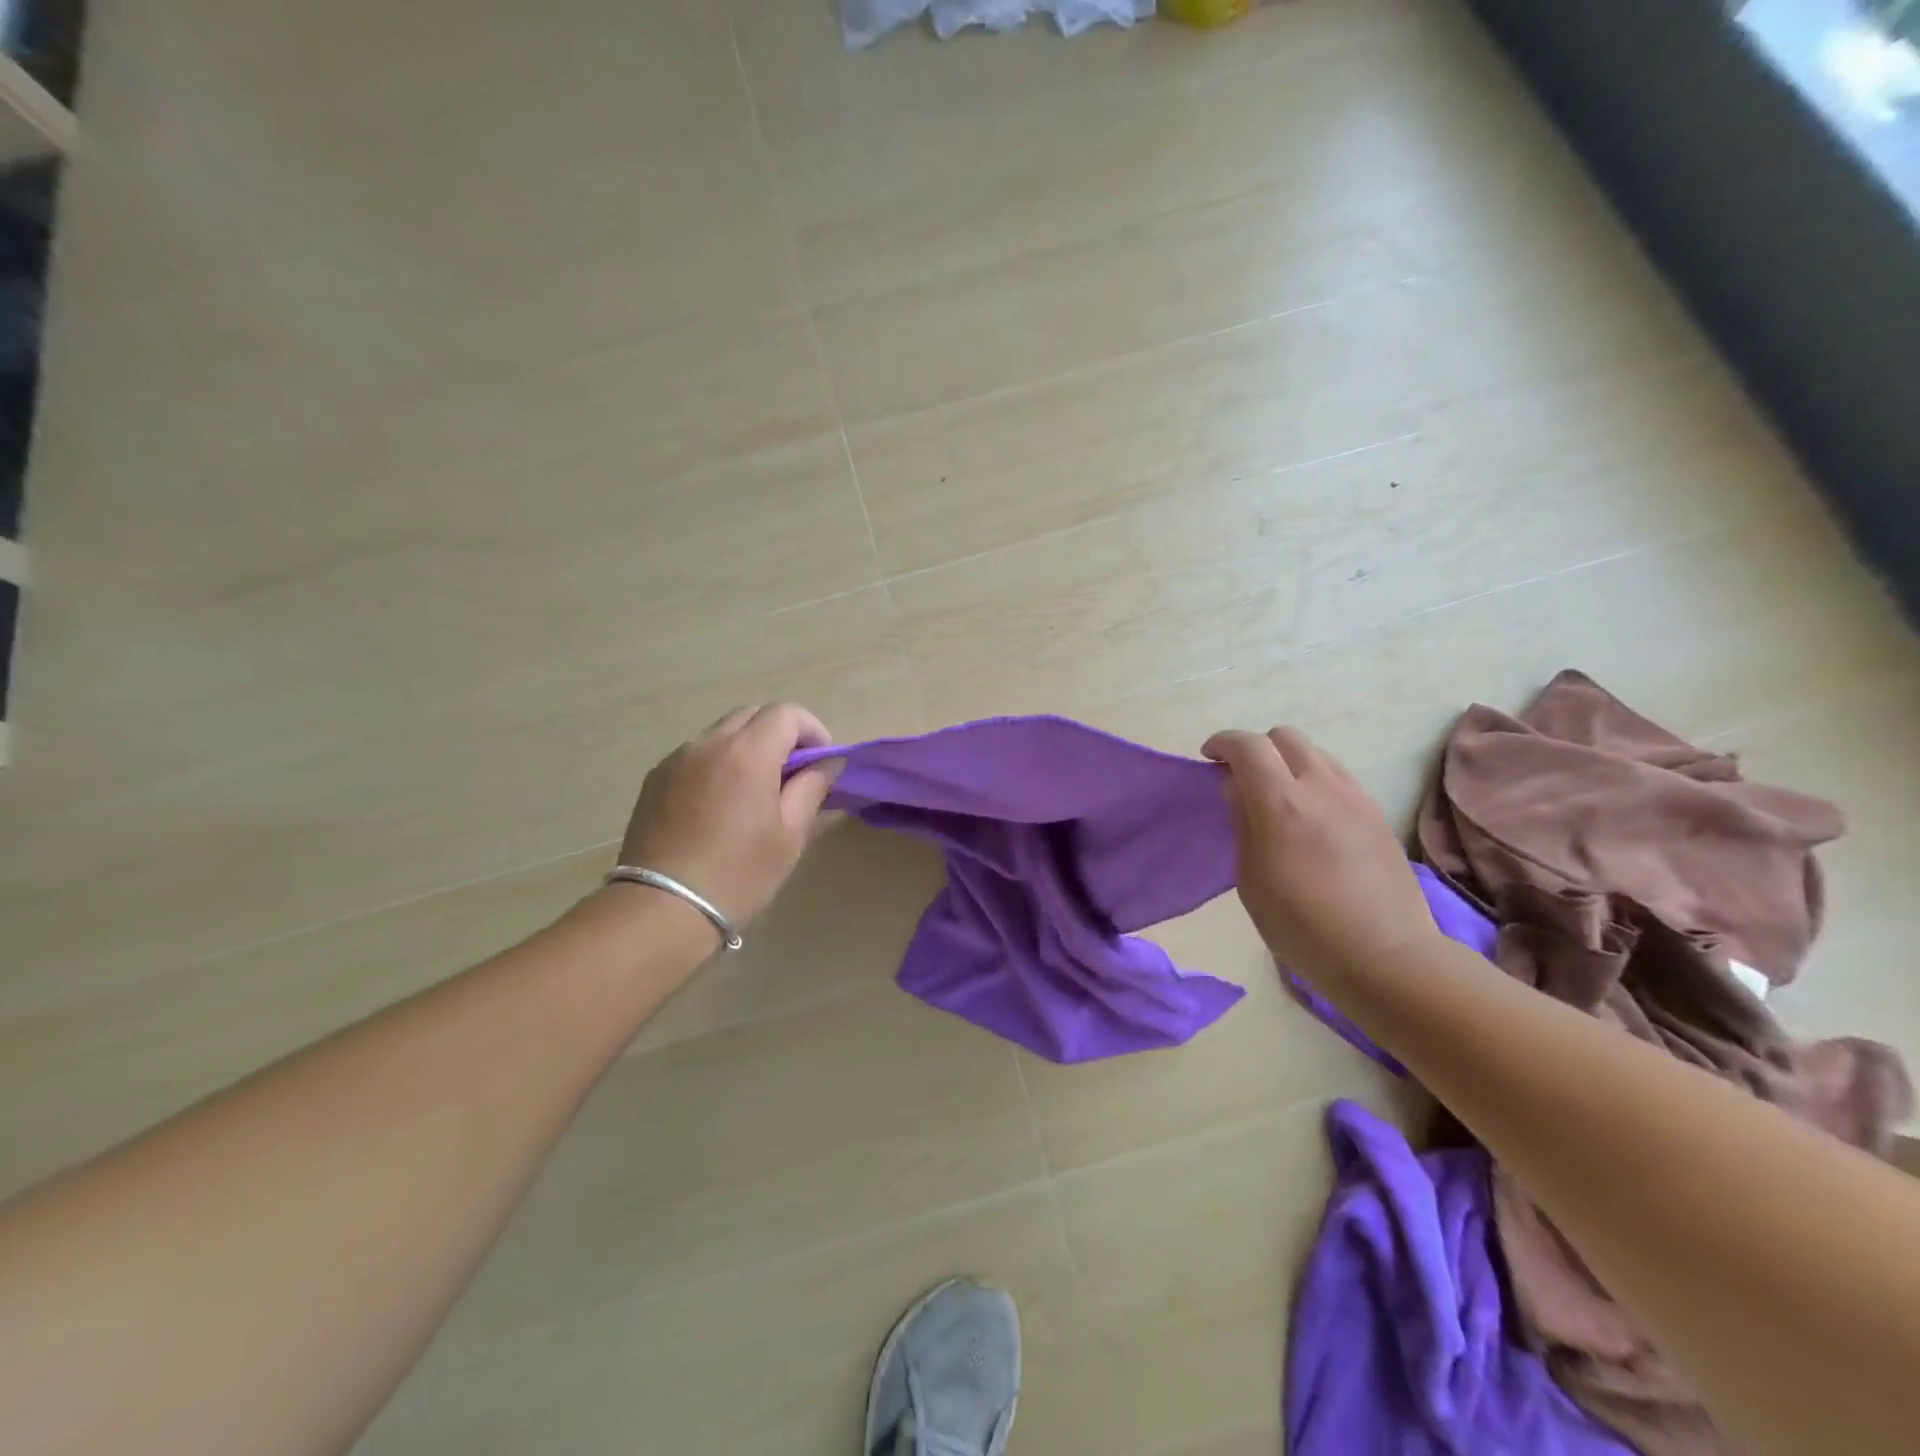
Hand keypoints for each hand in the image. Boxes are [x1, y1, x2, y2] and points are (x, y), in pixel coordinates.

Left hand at [617, 704, 840, 933]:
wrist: (661, 909)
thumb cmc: (738, 874)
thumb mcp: (790, 834)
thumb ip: (813, 788)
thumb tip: (829, 762)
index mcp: (747, 753)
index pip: (787, 713)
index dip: (812, 729)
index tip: (822, 761)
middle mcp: (709, 743)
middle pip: (752, 714)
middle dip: (779, 733)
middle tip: (793, 773)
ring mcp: (676, 759)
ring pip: (722, 733)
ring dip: (747, 747)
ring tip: (755, 790)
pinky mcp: (654, 779)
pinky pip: (696, 755)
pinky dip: (718, 763)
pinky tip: (720, 804)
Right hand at [1202, 726, 1440, 982]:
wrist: (1385, 955)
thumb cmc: (1301, 926)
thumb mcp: (1250, 879)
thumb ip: (1243, 823)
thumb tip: (1238, 788)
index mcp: (1281, 803)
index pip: (1248, 746)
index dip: (1223, 743)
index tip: (1209, 757)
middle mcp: (1321, 787)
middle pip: (1285, 736)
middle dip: (1257, 748)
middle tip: (1243, 777)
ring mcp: (1355, 797)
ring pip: (1316, 752)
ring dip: (1289, 762)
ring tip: (1278, 797)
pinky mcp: (1376, 812)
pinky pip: (1338, 776)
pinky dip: (1315, 780)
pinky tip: (1310, 815)